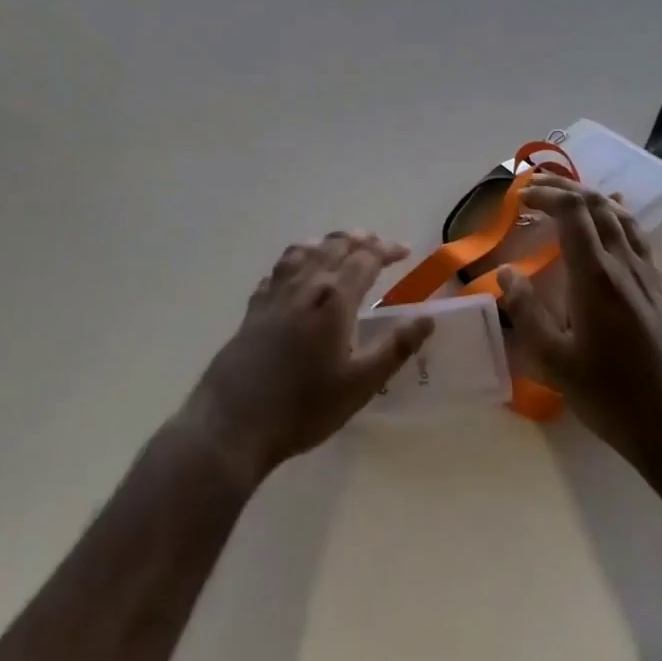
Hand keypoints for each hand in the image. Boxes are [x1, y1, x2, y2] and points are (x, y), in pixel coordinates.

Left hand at [182, 232, 434, 484]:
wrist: (234, 420)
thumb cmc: (304, 406)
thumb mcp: (360, 384)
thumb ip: (395, 348)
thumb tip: (426, 318)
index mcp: (335, 297)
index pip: (366, 257)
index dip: (387, 249)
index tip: (404, 251)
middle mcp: (305, 283)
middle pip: (334, 245)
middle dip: (360, 239)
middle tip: (378, 245)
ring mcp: (275, 292)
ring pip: (304, 250)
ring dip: (327, 243)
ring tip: (340, 247)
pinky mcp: (254, 306)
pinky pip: (279, 269)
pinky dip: (296, 261)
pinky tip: (296, 274)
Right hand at [498, 176, 661, 480]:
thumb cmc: (613, 399)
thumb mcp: (556, 362)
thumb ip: (526, 312)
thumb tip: (506, 272)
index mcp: (596, 277)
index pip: (573, 212)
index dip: (546, 195)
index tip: (521, 198)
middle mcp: (625, 266)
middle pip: (599, 205)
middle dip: (565, 189)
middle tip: (536, 190)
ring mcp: (650, 278)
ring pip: (623, 218)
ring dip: (593, 199)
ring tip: (568, 199)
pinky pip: (639, 239)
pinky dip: (617, 219)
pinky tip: (612, 231)